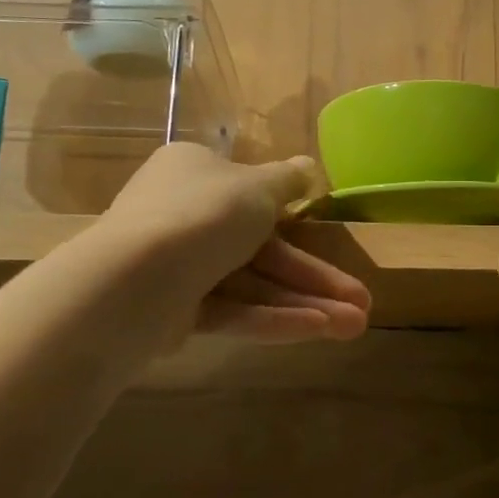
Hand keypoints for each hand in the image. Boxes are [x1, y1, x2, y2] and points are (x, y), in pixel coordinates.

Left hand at [99, 143, 370, 342]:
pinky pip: (233, 310)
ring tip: (355, 326)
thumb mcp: (258, 186)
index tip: (328, 236)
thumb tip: (308, 167)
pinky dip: (271, 318)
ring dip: (304, 302)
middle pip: (262, 247)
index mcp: (194, 172)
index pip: (251, 193)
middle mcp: (183, 215)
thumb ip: (288, 180)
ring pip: (253, 284)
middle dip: (314, 276)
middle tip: (362, 302)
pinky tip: (317, 330)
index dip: (295, 217)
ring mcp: (179, 266)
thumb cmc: (205, 214)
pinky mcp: (176, 312)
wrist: (135, 277)